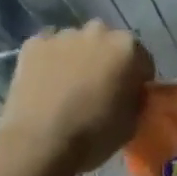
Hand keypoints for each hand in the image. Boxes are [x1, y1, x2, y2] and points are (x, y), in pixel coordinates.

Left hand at [0, 22, 152, 173]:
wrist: (37, 144)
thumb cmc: (91, 136)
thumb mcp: (131, 125)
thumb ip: (137, 100)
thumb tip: (133, 93)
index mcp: (127, 47)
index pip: (141, 59)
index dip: (137, 79)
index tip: (128, 97)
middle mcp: (98, 31)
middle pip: (108, 44)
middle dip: (106, 61)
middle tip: (97, 90)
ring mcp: (64, 34)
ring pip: (77, 43)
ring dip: (77, 59)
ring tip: (66, 89)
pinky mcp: (34, 43)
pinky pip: (48, 47)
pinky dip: (49, 61)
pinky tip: (44, 84)